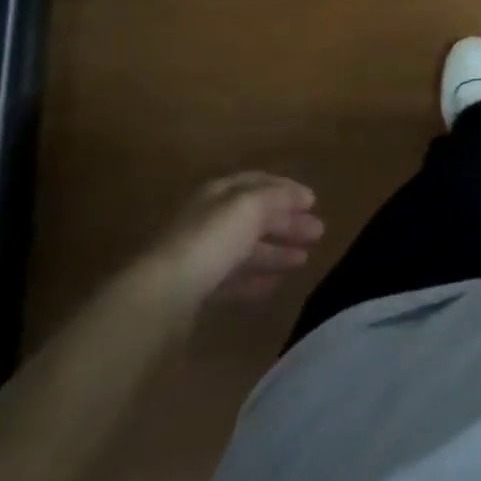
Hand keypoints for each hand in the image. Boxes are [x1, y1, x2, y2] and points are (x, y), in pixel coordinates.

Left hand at [147, 172, 324, 311]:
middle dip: (287, 223)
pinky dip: (255, 279)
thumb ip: (277, 198)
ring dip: (276, 252)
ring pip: (246, 250)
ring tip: (303, 260)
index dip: (287, 190)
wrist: (162, 296)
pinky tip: (273, 285)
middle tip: (318, 233)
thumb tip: (299, 195)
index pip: (258, 183)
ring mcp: (200, 256)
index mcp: (219, 194)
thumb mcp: (251, 207)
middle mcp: (209, 220)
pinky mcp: (195, 291)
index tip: (313, 201)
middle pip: (254, 217)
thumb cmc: (211, 240)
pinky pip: (233, 279)